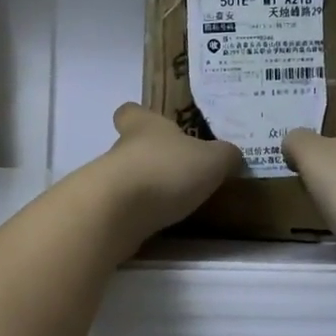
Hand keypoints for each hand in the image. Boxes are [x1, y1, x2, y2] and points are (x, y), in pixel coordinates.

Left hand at [92, 103, 241, 246]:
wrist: (118, 212)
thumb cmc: (166, 170)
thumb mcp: (212, 159)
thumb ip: (224, 155)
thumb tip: (230, 155)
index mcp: (144, 126)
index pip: (130, 112)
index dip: (139, 116)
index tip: (152, 124)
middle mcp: (121, 149)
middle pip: (131, 147)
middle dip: (152, 158)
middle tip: (180, 171)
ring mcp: (109, 182)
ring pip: (128, 178)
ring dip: (147, 188)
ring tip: (176, 202)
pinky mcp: (106, 212)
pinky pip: (126, 208)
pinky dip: (140, 214)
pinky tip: (161, 224)